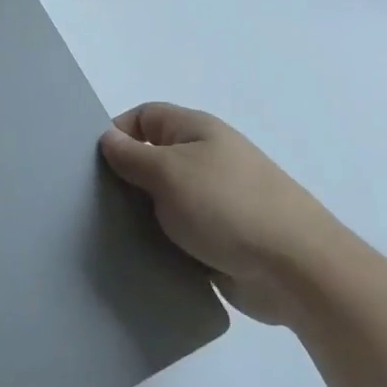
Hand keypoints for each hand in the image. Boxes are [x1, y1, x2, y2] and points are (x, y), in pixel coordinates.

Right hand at [101, 103, 338, 324]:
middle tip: (90, 201)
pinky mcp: (220, 240)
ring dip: (141, 215)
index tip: (91, 163)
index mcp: (196, 131)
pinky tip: (139, 258)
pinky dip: (161, 243)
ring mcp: (215, 201)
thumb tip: (107, 138)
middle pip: (152, 158)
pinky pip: (179, 234)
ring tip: (108, 233)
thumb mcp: (169, 172)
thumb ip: (132, 156)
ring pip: (163, 201)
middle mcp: (206, 159)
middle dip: (124, 178)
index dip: (116, 132)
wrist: (296, 270)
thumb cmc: (228, 206)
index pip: (144, 117)